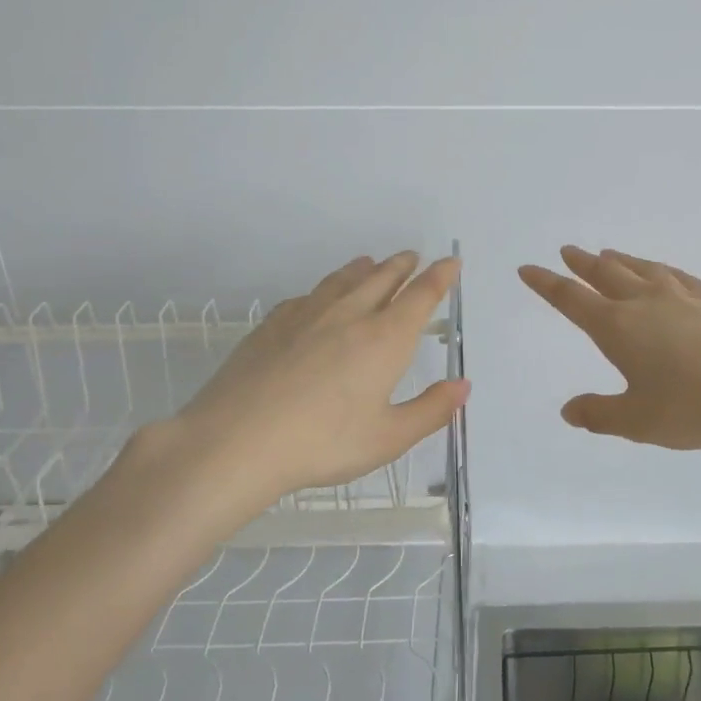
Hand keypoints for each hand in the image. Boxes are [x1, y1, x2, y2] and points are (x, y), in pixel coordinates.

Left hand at [128, 252, 467, 530]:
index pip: (421, 296)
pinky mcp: (272, 324)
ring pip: (343, 280)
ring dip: (364, 269)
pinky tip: (319, 297)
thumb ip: (430, 410)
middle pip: (382, 279)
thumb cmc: (323, 443)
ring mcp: (307, 315)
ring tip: (371, 262)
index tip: (451, 262)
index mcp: (385, 339)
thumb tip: (463, 386)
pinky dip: (325, 288)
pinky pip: (308, 296)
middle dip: (402, 266)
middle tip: (413, 257)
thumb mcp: (388, 438)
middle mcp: (350, 315)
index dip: (440, 277)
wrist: (237, 440)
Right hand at [519, 246, 700, 450]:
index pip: (571, 299)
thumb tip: (568, 411)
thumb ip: (599, 414)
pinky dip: (657, 268)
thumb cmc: (694, 407)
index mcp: (617, 327)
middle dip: (581, 264)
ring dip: (618, 260)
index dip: (546, 284)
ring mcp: (681, 297)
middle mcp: (644, 302)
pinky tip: (662, 272)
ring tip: (606, 254)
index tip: (528, 269)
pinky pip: (674, 275)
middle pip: (604, 274)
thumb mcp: (637, 421)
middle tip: (567, 252)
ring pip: (640, 268)